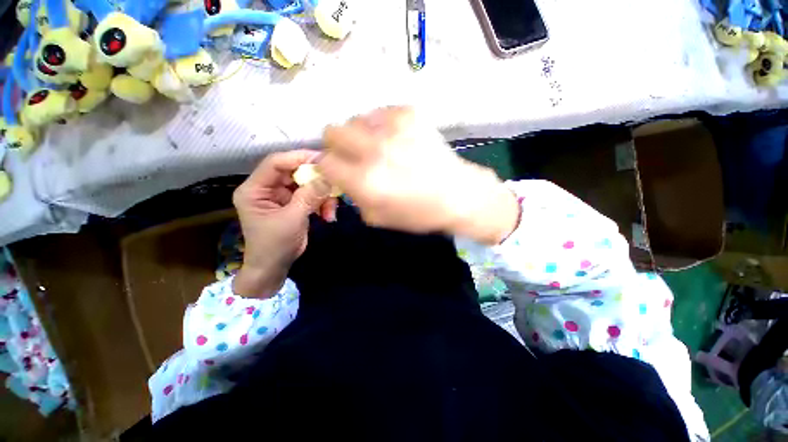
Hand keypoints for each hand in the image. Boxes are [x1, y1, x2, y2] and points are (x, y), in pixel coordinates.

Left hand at [232, 150, 337, 296]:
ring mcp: (282, 196)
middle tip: (335, 184)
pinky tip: (328, 216)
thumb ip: (309, 197)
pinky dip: (323, 204)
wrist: (274, 267)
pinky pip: (312, 195)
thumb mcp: (292, 219)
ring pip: (307, 184)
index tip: (323, 160)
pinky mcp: (294, 203)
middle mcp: (267, 188)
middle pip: (294, 172)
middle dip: (316, 180)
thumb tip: (328, 177)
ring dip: (323, 196)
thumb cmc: (275, 245)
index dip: (298, 158)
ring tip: (331, 211)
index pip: (275, 163)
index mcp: (255, 189)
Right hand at [318, 107, 519, 244]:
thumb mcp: (378, 217)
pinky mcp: (409, 113)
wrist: (458, 194)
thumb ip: (353, 196)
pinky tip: (396, 140)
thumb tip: (342, 176)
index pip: (324, 162)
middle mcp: (374, 150)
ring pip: (355, 119)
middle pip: (332, 131)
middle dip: (337, 145)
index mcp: (365, 180)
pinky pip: (379, 112)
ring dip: (360, 135)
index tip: (338, 170)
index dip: (328, 167)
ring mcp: (393, 127)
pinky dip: (381, 125)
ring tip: (380, 148)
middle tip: (354, 156)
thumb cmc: (418, 213)